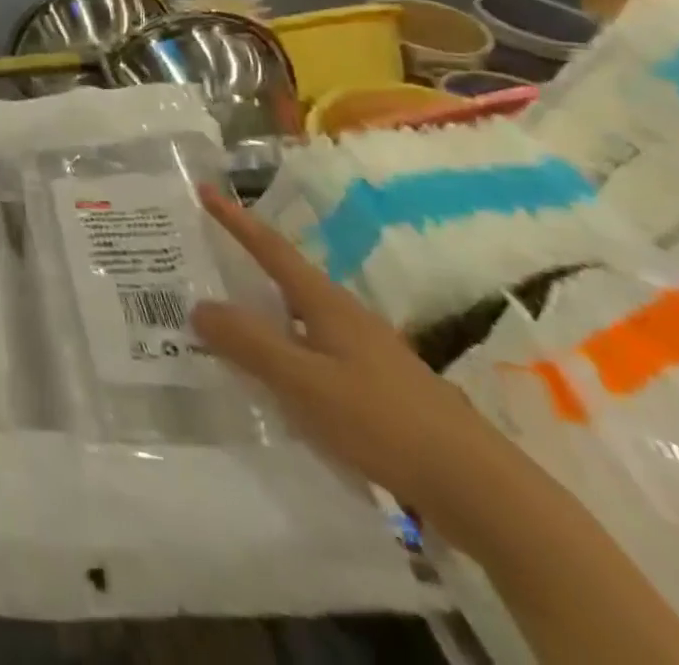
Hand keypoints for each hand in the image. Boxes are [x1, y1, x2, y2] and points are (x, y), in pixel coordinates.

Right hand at [191, 185, 537, 552]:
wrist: (480, 490)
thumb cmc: (384, 421)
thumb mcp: (304, 381)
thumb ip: (249, 343)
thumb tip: (198, 306)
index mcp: (326, 302)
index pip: (270, 248)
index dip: (235, 219)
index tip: (204, 189)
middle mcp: (345, 316)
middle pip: (284, 277)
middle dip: (243, 263)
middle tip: (201, 258)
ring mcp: (364, 351)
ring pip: (298, 316)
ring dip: (261, 310)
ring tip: (224, 318)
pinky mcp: (376, 387)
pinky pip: (312, 350)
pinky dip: (283, 348)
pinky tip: (273, 377)